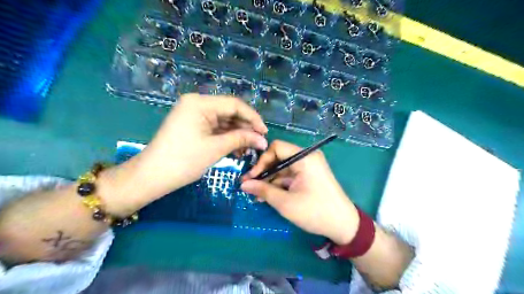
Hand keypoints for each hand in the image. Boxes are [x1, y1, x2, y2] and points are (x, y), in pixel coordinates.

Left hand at [100, 94, 266, 214]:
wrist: (152, 177)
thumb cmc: (183, 160)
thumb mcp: (216, 148)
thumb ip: (241, 139)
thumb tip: (263, 139)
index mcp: (200, 103)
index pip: (234, 105)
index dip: (253, 118)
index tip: (265, 132)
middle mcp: (197, 104)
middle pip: (230, 112)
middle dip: (246, 128)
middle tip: (259, 143)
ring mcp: (195, 115)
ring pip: (224, 122)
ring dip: (238, 135)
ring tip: (249, 150)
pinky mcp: (194, 126)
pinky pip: (216, 129)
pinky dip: (227, 138)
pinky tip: (237, 150)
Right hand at [243, 140, 357, 243]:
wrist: (344, 225)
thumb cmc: (315, 212)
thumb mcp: (285, 203)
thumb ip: (263, 190)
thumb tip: (243, 184)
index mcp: (304, 158)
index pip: (276, 147)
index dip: (261, 161)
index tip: (251, 177)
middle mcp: (307, 157)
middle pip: (279, 157)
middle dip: (263, 172)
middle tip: (249, 186)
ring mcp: (309, 167)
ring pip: (283, 168)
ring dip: (270, 180)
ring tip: (256, 195)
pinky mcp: (309, 176)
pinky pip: (290, 175)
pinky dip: (279, 184)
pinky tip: (268, 196)